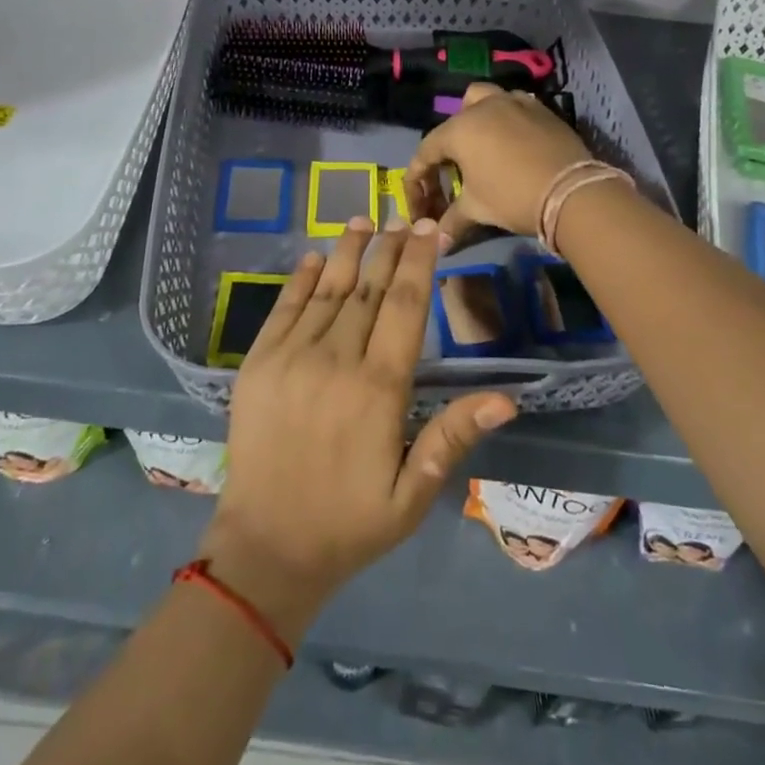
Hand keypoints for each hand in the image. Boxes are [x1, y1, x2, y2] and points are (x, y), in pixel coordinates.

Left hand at [199, 215, 517, 640]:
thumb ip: (453, 437)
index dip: (419, 263)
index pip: (404, 307)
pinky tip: (315, 257)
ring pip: (327, 290)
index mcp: (378, 389)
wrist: (265, 548)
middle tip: (405, 216)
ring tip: (364, 219)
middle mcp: (335, 360)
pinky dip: (301, 279)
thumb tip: (507, 399)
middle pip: (368, 289)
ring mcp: (291, 358)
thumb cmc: (349, 524)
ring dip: (347, 251)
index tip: (430, 230)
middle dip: (390, 248)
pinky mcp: (257, 364)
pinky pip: (284, 309)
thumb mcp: (413, 493)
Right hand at [402, 82, 591, 237]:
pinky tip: (512, 142)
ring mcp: (513, 102)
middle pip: (452, 124)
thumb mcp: (477, 210)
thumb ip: (452, 221)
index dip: (418, 180)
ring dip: (474, 120)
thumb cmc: (513, 197)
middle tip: (452, 178)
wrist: (571, 191)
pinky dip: (505, 120)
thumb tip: (438, 243)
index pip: (426, 152)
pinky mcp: (539, 108)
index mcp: (459, 130)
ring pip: (482, 100)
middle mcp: (482, 107)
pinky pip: (513, 105)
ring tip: (481, 147)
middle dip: (446, 150)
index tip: (420, 203)